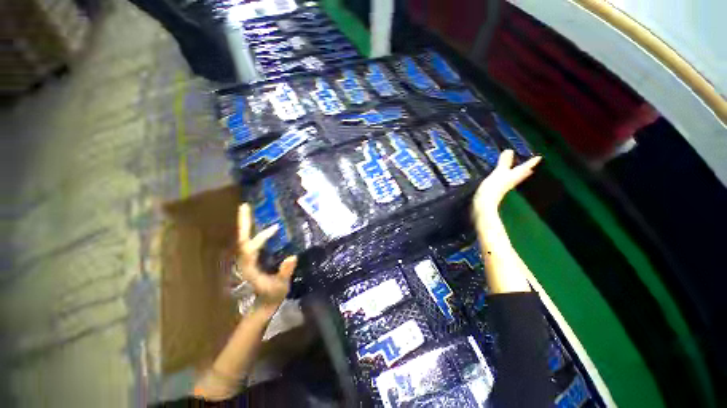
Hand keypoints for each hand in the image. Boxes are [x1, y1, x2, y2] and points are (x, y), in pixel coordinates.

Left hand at [236, 203, 296, 307]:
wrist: (264, 304)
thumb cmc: (272, 295)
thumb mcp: (281, 286)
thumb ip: (285, 273)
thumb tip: (293, 256)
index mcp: (250, 267)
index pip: (251, 248)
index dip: (262, 237)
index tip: (276, 228)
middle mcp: (245, 261)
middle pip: (242, 239)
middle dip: (243, 223)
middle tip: (244, 206)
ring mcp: (247, 259)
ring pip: (244, 239)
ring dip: (246, 225)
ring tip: (248, 210)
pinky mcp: (252, 259)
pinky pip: (250, 242)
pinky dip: (251, 231)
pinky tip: (258, 225)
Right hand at [473, 150, 540, 216]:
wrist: (484, 202)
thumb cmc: (494, 186)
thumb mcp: (499, 172)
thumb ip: (504, 162)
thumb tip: (510, 150)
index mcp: (515, 175)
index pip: (526, 167)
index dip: (532, 162)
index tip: (540, 157)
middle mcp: (513, 180)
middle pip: (522, 173)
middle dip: (526, 168)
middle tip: (531, 163)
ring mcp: (505, 185)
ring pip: (515, 177)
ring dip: (518, 172)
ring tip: (519, 168)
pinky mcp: (498, 189)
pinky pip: (506, 180)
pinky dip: (508, 176)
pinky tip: (504, 176)